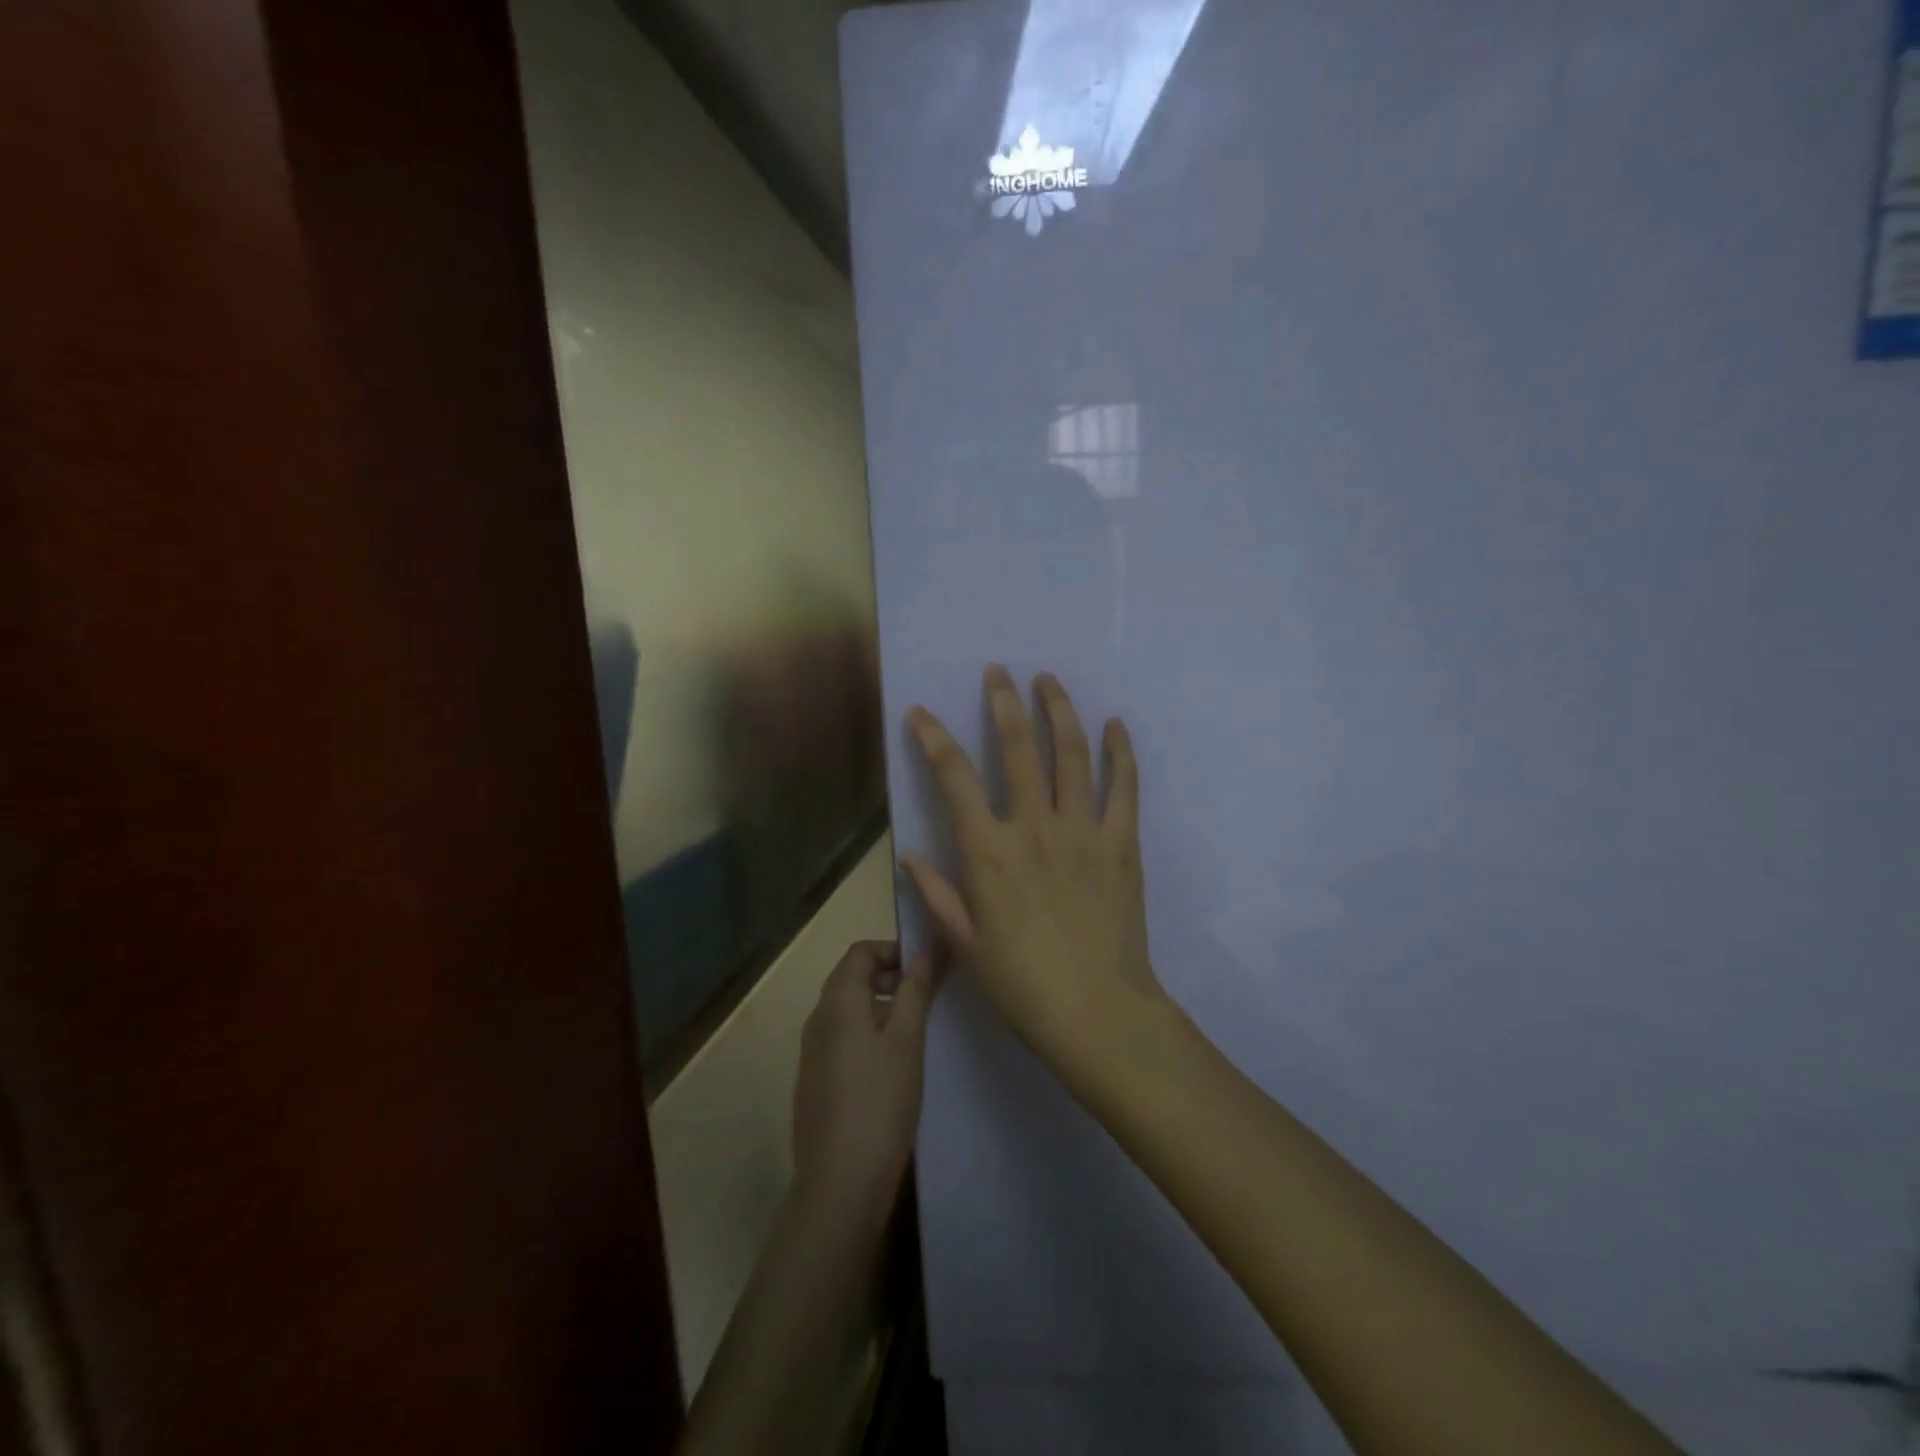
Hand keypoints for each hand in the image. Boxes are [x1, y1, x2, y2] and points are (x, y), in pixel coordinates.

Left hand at [790, 939, 937, 1232]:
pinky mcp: (815, 1083)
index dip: (894, 950)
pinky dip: (868, 1035)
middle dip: (890, 977)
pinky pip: (843, 1040)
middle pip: (852, 978)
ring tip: (917, 1030)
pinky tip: (893, 1066)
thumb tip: (926, 948)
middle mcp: (817, 1019)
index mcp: (837, 1002)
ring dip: (882, 1007)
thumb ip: (916, 988)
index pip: (860, 951)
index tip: (927, 967)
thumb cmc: (880, 1100)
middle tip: (928, 996)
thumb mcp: (907, 1039)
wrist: (840, 1182)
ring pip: (848, 1011)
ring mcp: (812, 1053)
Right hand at [900, 666, 1164, 1083]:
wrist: (1098, 1014)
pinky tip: (1114, 725)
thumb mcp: (967, 943)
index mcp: (988, 852)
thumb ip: (937, 893)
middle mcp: (1032, 827)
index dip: (933, 739)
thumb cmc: (1023, 985)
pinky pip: (1122, 787)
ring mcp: (1081, 830)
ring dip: (1057, 710)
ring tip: (1048, 679)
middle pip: (1016, 747)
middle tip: (998, 672)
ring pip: (1069, 753)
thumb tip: (909, 853)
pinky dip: (1120, 752)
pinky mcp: (1121, 843)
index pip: (954, 778)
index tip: (921, 712)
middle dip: (1003, 702)